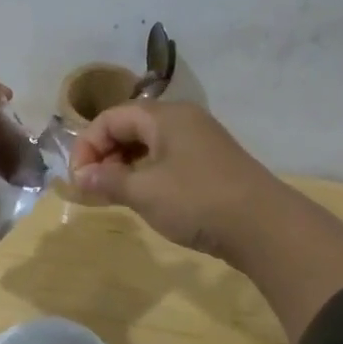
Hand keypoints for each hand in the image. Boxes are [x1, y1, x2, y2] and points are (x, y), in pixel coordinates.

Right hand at [69, 101, 279, 256]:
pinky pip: (168, 159)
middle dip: (104, 155)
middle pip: (130, 127)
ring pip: (149, 144)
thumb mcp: (145, 192)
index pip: (111, 118)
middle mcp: (183, 120)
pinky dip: (147, 173)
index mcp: (165, 116)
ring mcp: (200, 142)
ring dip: (124, 166)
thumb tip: (80, 177)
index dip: (87, 145)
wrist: (264, 227)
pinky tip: (143, 198)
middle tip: (92, 187)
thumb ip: (108, 181)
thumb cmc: (197, 201)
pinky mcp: (211, 164)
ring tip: (113, 195)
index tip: (78, 178)